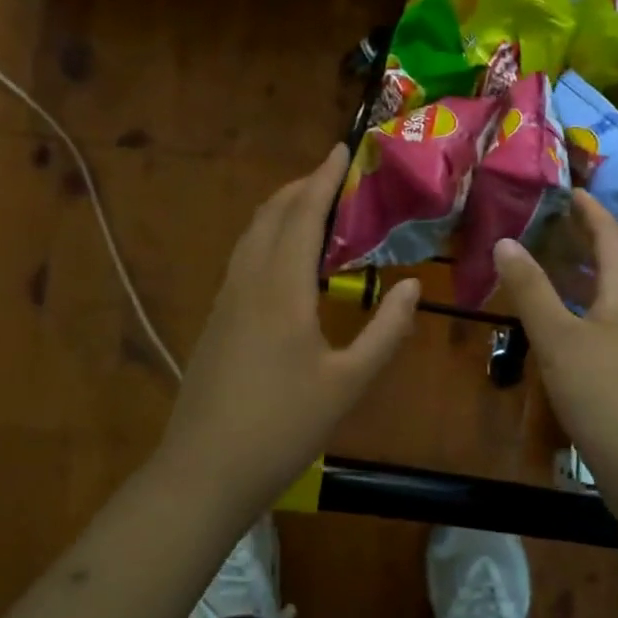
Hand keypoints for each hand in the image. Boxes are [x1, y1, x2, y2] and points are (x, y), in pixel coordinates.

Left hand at [159, 145, 420, 499]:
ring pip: (252, 235)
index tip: (342, 148)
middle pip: (271, 215)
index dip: (323, 178)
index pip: (302, 214)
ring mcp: (225, 300)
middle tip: (335, 174)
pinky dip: (268, 237)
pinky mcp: (215, 320)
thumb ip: (386, 332)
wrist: (204, 470)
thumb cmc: (283, 427)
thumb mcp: (348, 383)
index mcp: (281, 289)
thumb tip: (414, 285)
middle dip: (302, 186)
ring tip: (313, 205)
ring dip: (281, 210)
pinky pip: (243, 258)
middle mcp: (247, 282)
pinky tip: (285, 258)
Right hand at [495, 190, 617, 476]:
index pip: (611, 236)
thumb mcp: (559, 339)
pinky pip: (606, 323)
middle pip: (613, 264)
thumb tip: (505, 241)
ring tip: (546, 265)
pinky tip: (560, 325)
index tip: (569, 189)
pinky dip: (581, 309)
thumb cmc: (606, 395)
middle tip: (546, 222)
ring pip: (609, 296)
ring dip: (580, 276)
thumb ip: (531, 290)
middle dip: (583, 239)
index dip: (590, 210)